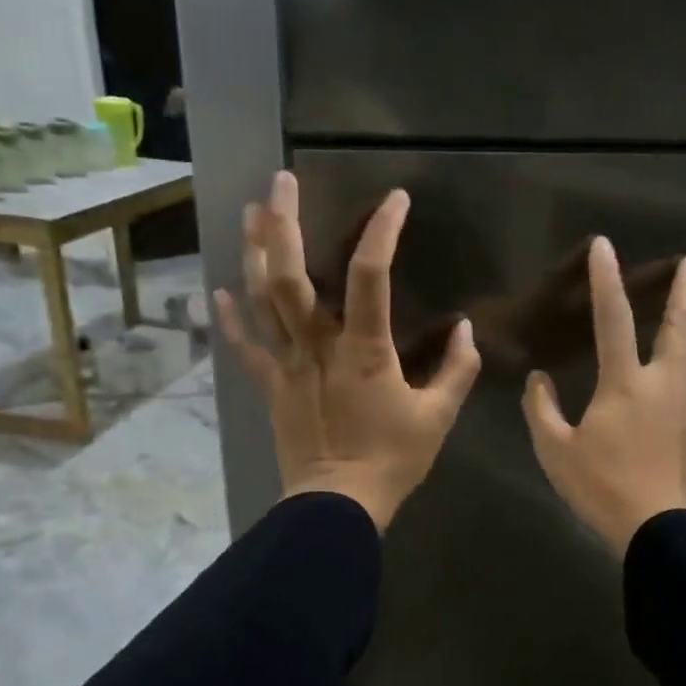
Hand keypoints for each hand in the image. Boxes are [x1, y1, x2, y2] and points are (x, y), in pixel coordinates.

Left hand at [215, 170, 481, 531]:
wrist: (338, 505)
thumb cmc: (392, 459)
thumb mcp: (438, 417)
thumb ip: (457, 370)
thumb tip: (465, 330)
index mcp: (364, 349)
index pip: (372, 275)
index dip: (382, 232)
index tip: (395, 200)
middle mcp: (317, 345)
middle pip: (292, 275)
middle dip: (285, 223)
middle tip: (281, 180)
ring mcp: (288, 364)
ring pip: (262, 300)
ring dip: (255, 252)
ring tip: (249, 211)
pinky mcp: (271, 386)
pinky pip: (246, 346)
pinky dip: (231, 317)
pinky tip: (220, 287)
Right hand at [522, 237, 685, 555]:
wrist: (666, 531)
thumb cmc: (604, 488)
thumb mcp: (556, 452)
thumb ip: (542, 410)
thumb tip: (538, 380)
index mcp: (626, 383)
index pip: (614, 319)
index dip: (607, 280)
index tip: (605, 246)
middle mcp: (667, 382)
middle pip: (680, 324)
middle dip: (684, 290)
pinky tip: (681, 369)